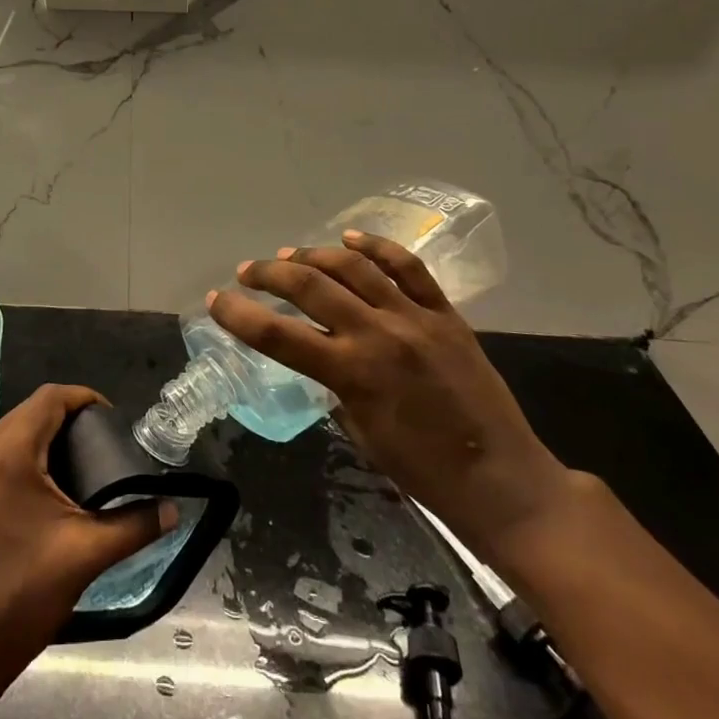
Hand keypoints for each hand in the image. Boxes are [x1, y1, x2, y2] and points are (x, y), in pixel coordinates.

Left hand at [0, 385, 173, 718]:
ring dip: (46, 442)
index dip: (85, 399)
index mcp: (8, 454)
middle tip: (104, 446)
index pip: (50, 398)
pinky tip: (48, 497)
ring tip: (82, 470)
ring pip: (11, 437)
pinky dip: (26, 461)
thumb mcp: (85, 556)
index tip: (115, 422)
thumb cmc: (20, 596)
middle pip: (30, 413)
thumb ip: (134, 525)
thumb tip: (173, 510)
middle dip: (69, 421)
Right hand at [207, 232, 572, 560]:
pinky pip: (408, 267)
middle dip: (269, 273)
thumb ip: (335, 386)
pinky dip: (376, 247)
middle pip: (309, 285)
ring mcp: (415, 318)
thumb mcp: (361, 432)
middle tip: (248, 272)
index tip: (216, 301)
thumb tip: (321, 356)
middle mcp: (378, 334)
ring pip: (354, 266)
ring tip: (290, 254)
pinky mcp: (446, 314)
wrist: (502, 480)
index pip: (277, 334)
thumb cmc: (423, 471)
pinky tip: (351, 238)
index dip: (239, 314)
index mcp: (351, 373)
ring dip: (314, 254)